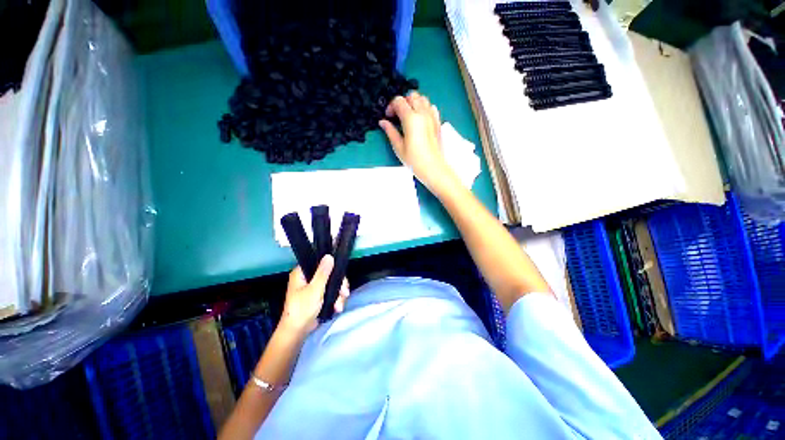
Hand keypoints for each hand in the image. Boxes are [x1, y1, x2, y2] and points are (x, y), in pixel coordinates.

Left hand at [280, 255, 349, 334]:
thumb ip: (323, 273)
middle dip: (339, 285)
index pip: (320, 263)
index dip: (332, 267)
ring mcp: (314, 288)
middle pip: (330, 274)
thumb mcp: (314, 290)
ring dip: (339, 294)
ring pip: (332, 284)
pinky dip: (336, 299)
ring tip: (339, 305)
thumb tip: (329, 256)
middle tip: (344, 292)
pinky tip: (337, 307)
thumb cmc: (302, 309)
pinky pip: (331, 293)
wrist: (297, 332)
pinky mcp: (319, 297)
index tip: (341, 274)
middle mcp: (308, 278)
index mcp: (302, 273)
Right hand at [379, 92, 455, 190]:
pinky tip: (420, 119)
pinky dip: (424, 108)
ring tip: (409, 116)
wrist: (433, 168)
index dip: (391, 106)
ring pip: (423, 98)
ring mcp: (432, 117)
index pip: (399, 101)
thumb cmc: (414, 160)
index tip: (388, 117)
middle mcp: (422, 113)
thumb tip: (383, 122)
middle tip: (398, 115)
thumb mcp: (398, 147)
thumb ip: (390, 131)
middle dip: (403, 102)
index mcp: (411, 119)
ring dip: (414, 103)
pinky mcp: (438, 122)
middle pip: (412, 95)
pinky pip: (431, 107)